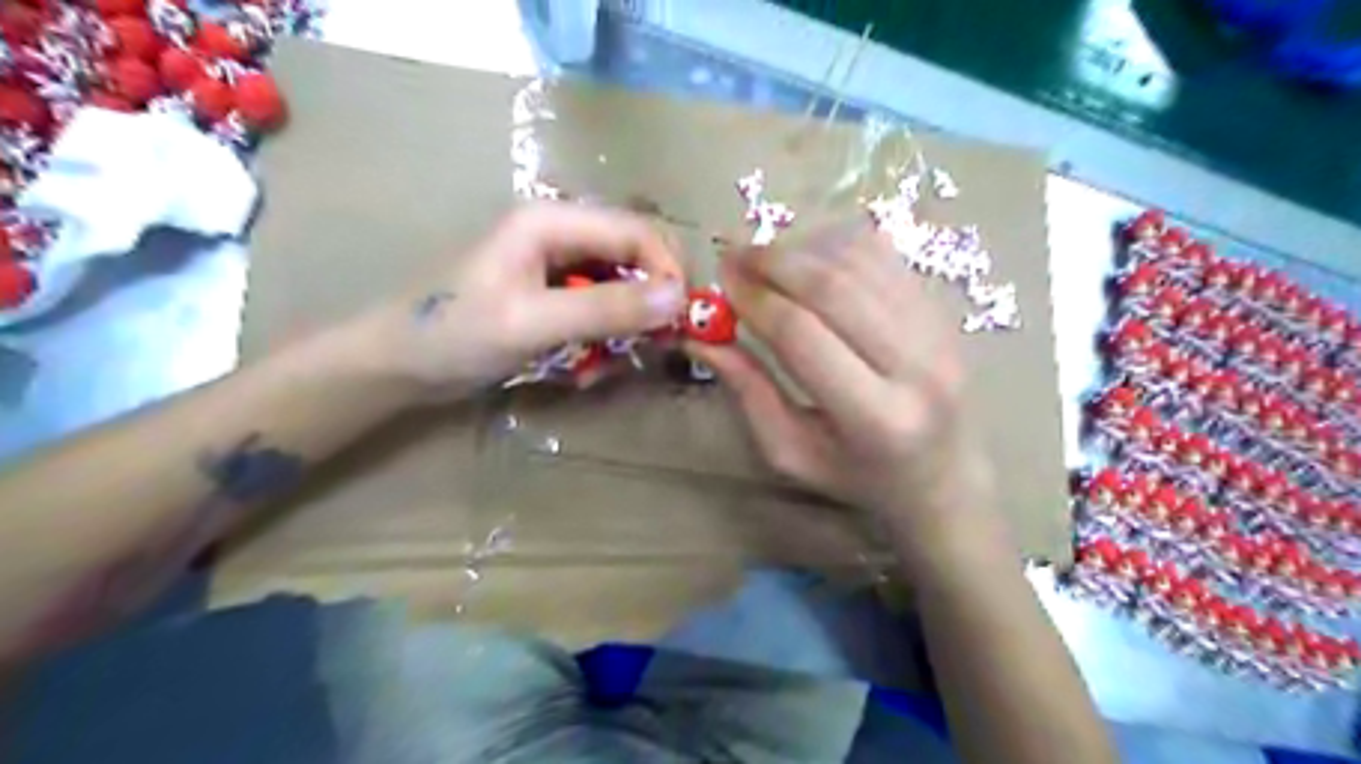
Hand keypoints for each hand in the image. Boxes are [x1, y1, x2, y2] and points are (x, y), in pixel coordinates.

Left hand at [362, 201, 685, 402]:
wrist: (400, 365)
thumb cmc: (455, 334)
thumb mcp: (532, 323)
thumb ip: (606, 309)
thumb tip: (678, 298)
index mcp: (553, 221)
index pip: (638, 231)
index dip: (667, 273)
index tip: (678, 322)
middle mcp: (562, 233)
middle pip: (636, 256)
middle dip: (649, 303)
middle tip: (650, 347)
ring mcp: (558, 265)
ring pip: (623, 287)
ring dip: (624, 328)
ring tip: (600, 366)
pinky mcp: (554, 294)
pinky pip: (601, 310)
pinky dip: (602, 340)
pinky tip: (583, 369)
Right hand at [691, 216, 995, 551]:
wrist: (943, 472)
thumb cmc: (858, 474)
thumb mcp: (792, 451)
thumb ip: (749, 392)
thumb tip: (701, 338)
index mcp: (876, 418)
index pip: (803, 336)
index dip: (755, 301)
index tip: (721, 282)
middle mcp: (917, 367)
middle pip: (834, 288)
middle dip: (775, 263)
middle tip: (734, 256)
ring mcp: (937, 331)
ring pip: (861, 263)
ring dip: (803, 250)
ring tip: (766, 259)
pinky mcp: (942, 309)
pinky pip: (885, 257)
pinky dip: (838, 244)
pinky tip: (809, 257)